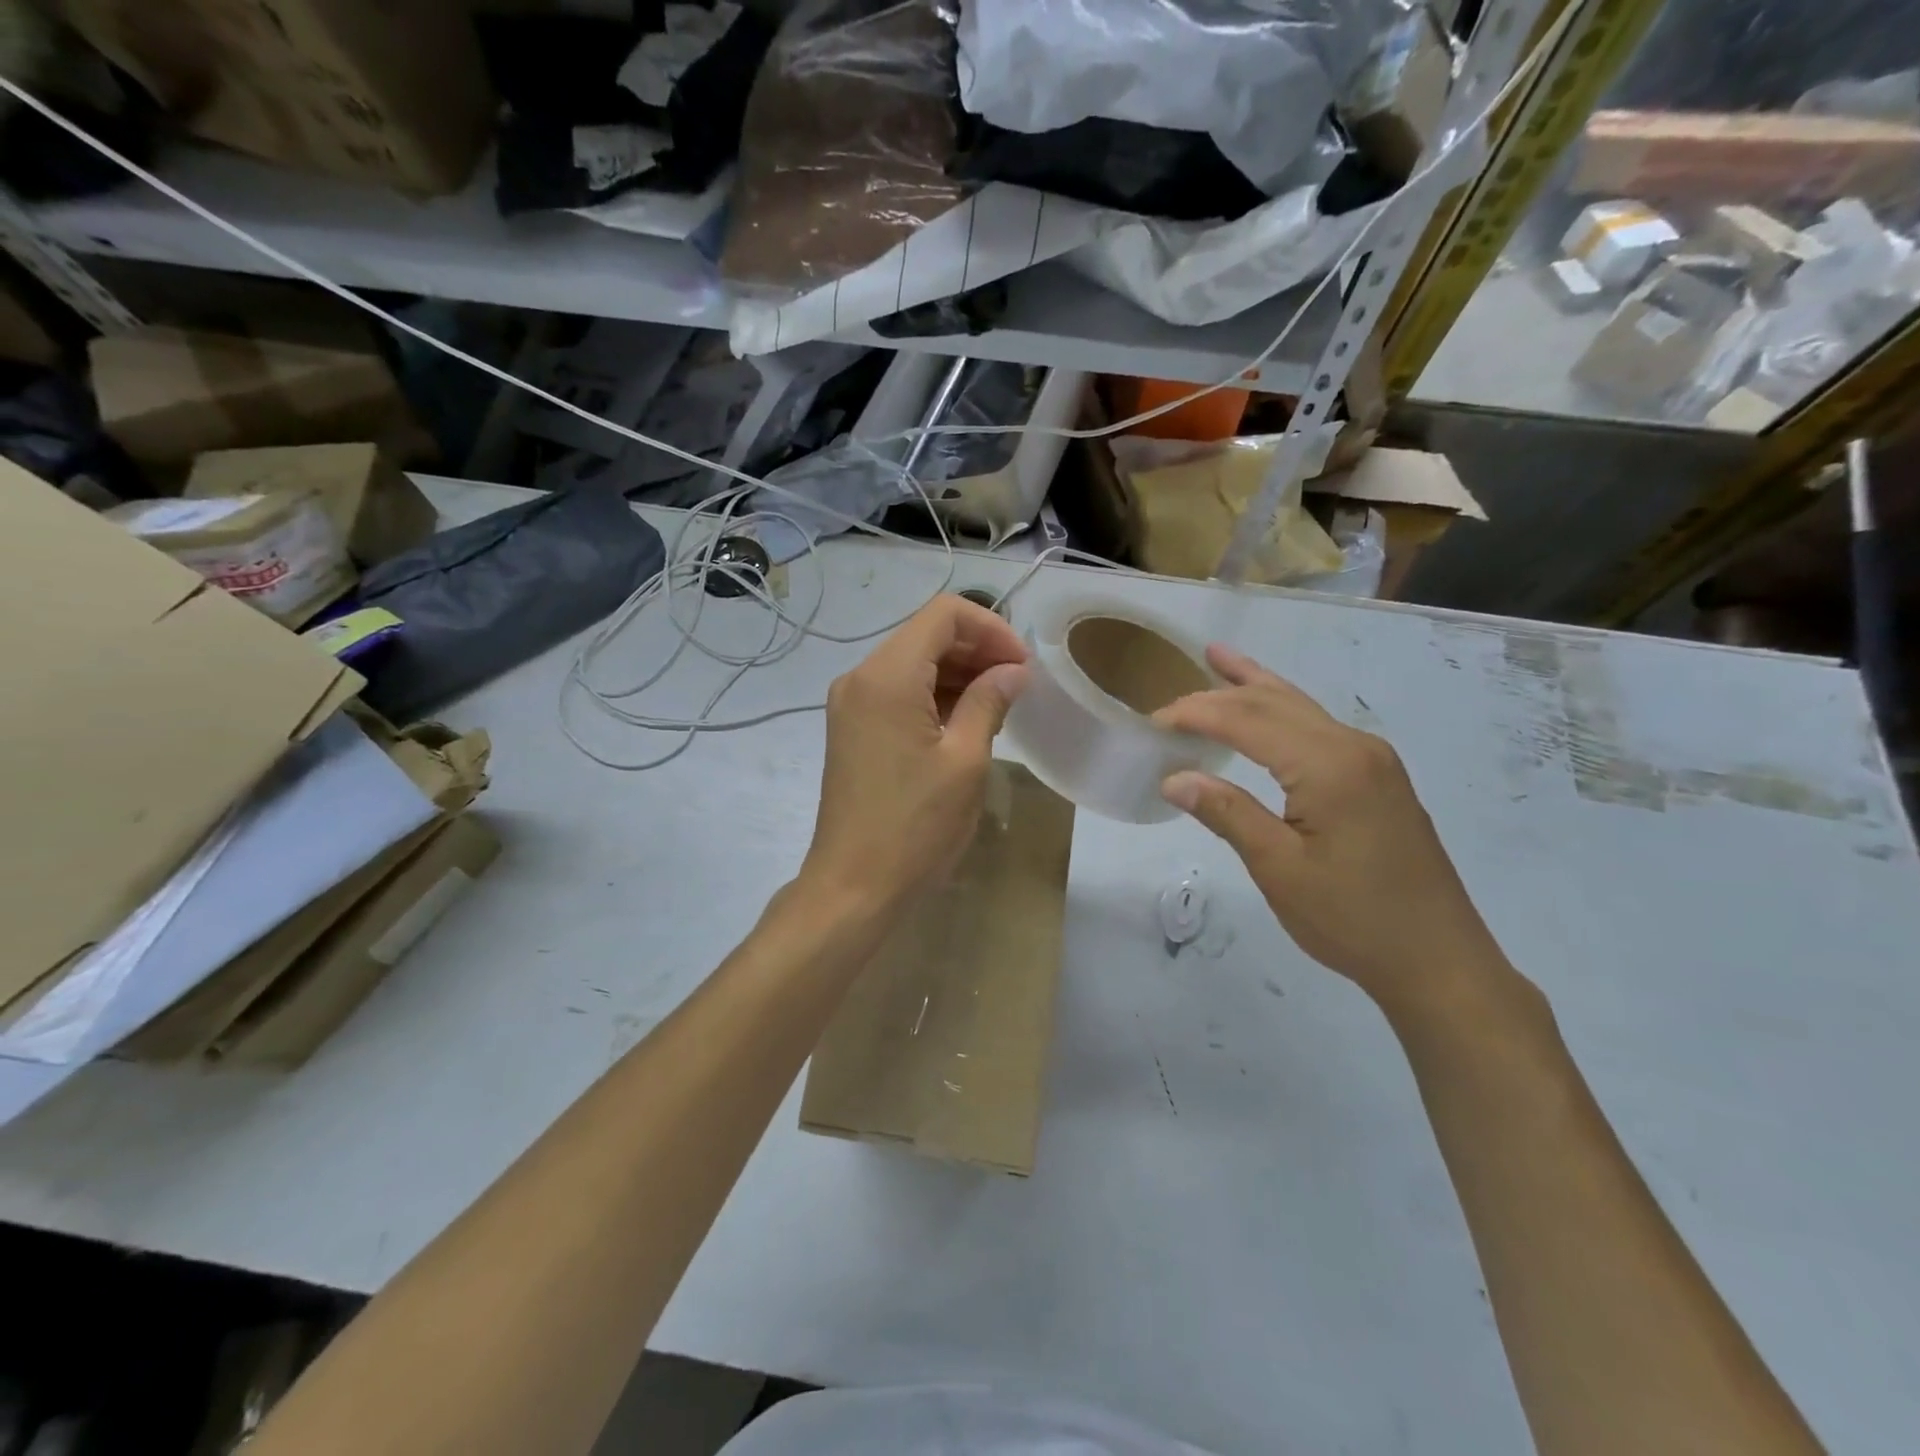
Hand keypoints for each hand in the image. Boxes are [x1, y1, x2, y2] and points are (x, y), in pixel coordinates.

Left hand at [800, 595, 1029, 915]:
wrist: (854, 886)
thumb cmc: (915, 826)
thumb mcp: (965, 761)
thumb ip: (989, 701)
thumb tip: (1013, 671)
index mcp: (887, 676)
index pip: (944, 615)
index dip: (991, 629)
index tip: (1022, 666)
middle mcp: (860, 677)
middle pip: (925, 635)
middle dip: (976, 650)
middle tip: (1018, 686)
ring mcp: (850, 704)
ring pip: (912, 663)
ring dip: (957, 673)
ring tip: (998, 705)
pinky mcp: (851, 729)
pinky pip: (897, 692)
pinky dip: (933, 696)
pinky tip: (964, 722)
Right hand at [1155, 645, 1506, 1010]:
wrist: (1438, 960)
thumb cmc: (1352, 919)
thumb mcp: (1279, 869)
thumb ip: (1228, 814)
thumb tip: (1175, 779)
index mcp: (1329, 765)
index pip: (1248, 720)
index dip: (1196, 715)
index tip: (1153, 722)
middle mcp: (1354, 747)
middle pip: (1275, 702)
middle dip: (1219, 695)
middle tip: (1169, 701)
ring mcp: (1371, 759)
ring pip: (1300, 707)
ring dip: (1254, 686)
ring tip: (1218, 657)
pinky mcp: (1377, 777)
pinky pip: (1317, 728)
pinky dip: (1280, 711)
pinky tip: (1268, 709)